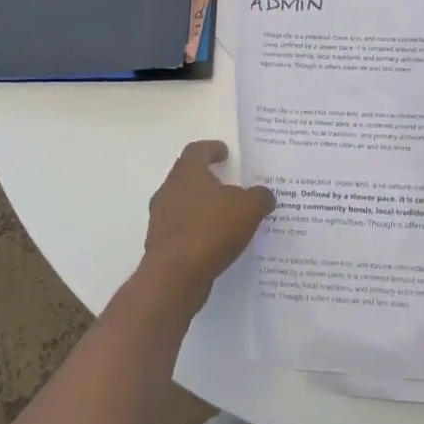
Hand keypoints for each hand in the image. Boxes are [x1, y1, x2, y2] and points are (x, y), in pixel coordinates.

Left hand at [141, 140, 275, 302]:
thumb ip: (259, 197)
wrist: (175, 275)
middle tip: (227, 183)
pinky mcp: (160, 244)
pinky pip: (181, 229)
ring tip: (224, 216)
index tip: (224, 153)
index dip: (212, 149)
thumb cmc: (211, 229)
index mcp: (188, 173)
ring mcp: (160, 218)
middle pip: (186, 176)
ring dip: (201, 206)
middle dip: (206, 178)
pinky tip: (214, 242)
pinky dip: (196, 230)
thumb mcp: (248, 209)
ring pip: (182, 203)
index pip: (197, 150)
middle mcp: (169, 190)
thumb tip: (264, 194)